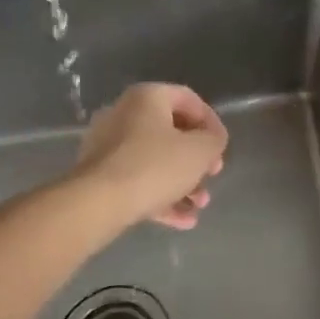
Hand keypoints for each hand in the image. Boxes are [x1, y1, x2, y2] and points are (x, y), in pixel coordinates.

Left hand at [73, 83, 227, 230]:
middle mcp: (124, 115)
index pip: (189, 100)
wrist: (97, 204)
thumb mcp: (201, 151)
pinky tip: (183, 220)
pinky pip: (137, 180)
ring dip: (182, 182)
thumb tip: (212, 141)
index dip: (211, 122)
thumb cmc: (155, 166)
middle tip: (211, 175)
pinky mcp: (99, 176)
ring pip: (155, 160)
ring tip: (199, 205)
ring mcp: (107, 147)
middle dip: (197, 159)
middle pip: (171, 133)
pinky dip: (160, 196)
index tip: (221, 146)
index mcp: (147, 98)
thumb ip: (214, 140)